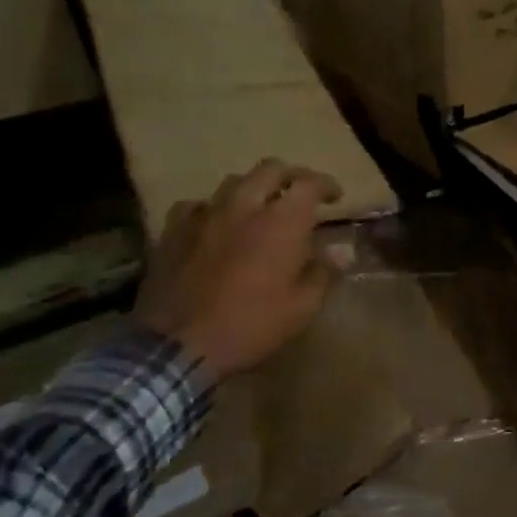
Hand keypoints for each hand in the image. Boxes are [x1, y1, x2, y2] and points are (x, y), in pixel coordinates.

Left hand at [133, 160, 344, 380]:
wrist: (177, 347)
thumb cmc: (251, 326)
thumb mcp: (302, 307)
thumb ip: (324, 272)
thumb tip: (343, 250)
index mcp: (282, 222)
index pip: (309, 183)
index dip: (326, 184)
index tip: (336, 197)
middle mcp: (244, 207)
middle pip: (270, 169)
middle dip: (291, 176)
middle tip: (300, 193)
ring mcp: (204, 216)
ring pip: (233, 182)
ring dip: (253, 188)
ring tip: (259, 206)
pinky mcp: (173, 232)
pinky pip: (195, 205)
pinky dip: (212, 209)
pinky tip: (214, 225)